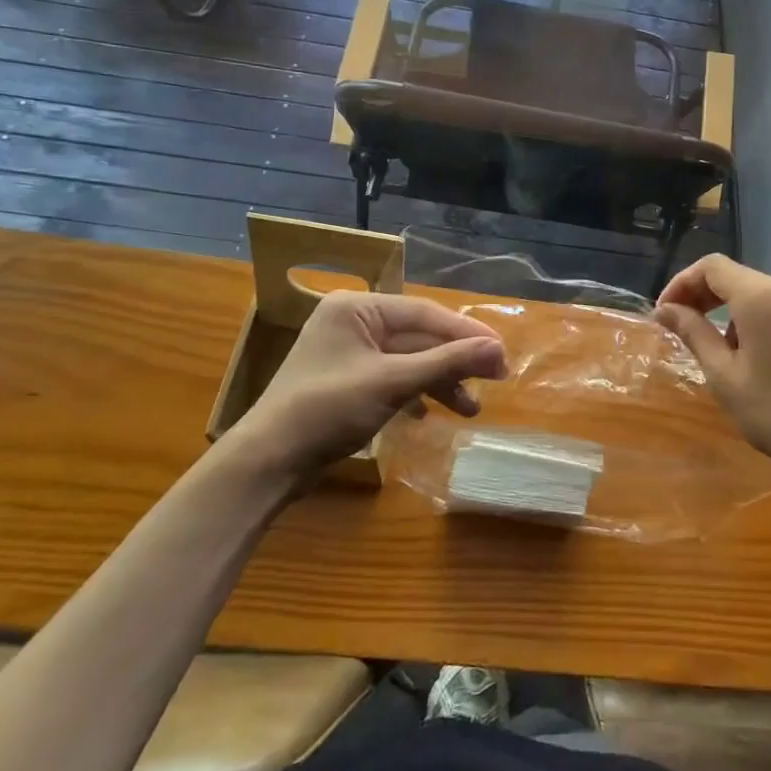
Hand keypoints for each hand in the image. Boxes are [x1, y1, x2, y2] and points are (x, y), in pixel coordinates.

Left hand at [223, 292, 506, 479]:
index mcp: (358, 307)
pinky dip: (416, 393)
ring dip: (440, 382)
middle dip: (455, 362)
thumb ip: (447, 362)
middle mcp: (354, 322)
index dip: (467, 332)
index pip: (425, 313)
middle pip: (419, 337)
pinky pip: (394, 378)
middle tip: (496, 380)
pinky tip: (433, 412)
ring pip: (409, 360)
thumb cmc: (327, 410)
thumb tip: (499, 349)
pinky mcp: (349, 382)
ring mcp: (350, 353)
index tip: (502, 352)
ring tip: (471, 409)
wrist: (268, 463)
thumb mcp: (392, 382)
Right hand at [654, 256, 770, 482]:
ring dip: (728, 309)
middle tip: (680, 326)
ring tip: (716, 349)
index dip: (681, 283)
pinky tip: (752, 355)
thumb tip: (665, 310)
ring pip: (758, 292)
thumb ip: (693, 333)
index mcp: (762, 297)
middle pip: (735, 276)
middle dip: (702, 295)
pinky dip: (754, 318)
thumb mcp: (724, 376)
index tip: (664, 314)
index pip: (712, 267)